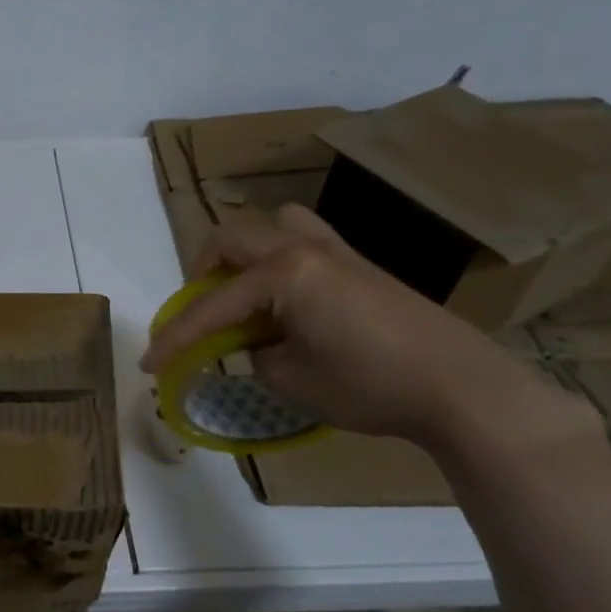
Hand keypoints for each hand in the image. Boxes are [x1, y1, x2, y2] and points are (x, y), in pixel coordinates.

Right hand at [139, 205, 590, 452]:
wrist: (461, 386)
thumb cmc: (370, 385)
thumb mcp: (292, 380)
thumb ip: (255, 355)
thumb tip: (255, 345)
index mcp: (283, 273)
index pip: (211, 306)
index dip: (175, 339)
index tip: (149, 366)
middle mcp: (304, 248)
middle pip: (231, 238)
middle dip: (201, 274)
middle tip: (198, 314)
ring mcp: (337, 251)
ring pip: (273, 225)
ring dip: (245, 254)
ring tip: (242, 293)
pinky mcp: (360, 265)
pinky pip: (304, 241)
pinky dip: (279, 260)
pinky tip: (287, 301)